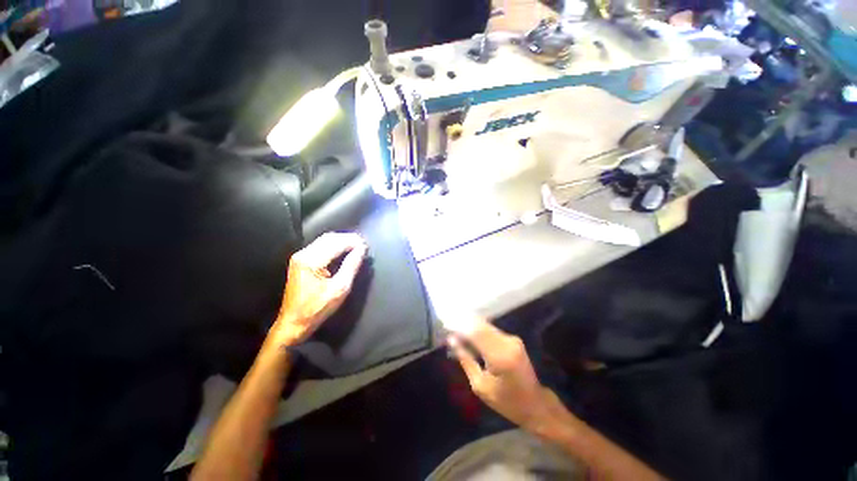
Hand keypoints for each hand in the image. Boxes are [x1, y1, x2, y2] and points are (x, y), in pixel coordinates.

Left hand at [270, 232, 366, 347]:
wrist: (293, 323)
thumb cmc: (317, 309)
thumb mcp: (339, 289)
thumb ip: (351, 266)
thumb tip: (362, 250)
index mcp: (311, 261)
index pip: (336, 243)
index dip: (353, 242)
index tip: (367, 246)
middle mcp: (303, 254)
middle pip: (329, 238)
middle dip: (348, 239)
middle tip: (363, 245)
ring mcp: (300, 257)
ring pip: (324, 240)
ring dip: (341, 241)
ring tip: (357, 247)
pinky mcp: (300, 261)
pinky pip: (320, 246)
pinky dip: (334, 245)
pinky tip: (344, 251)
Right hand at [447, 316, 564, 431]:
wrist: (535, 404)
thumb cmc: (506, 401)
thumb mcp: (481, 386)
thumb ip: (466, 360)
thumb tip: (451, 339)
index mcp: (500, 356)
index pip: (475, 332)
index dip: (459, 325)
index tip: (445, 323)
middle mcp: (508, 342)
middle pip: (480, 324)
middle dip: (463, 321)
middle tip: (447, 323)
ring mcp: (512, 339)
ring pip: (485, 325)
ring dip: (470, 324)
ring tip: (455, 327)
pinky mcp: (513, 339)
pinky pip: (491, 330)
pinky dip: (478, 329)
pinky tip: (468, 333)